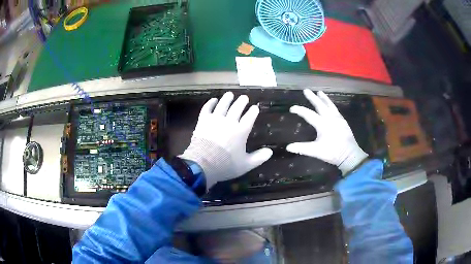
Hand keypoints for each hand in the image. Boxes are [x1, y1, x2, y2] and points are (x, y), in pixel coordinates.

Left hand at [180, 92, 272, 188]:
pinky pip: (207, 108)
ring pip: (223, 105)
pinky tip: (214, 100)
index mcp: (241, 131)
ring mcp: (215, 119)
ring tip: (230, 94)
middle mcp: (229, 122)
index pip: (249, 117)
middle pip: (237, 107)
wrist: (203, 164)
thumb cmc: (226, 165)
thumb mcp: (246, 165)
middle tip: (244, 97)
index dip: (253, 111)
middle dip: (242, 101)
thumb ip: (259, 158)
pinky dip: (210, 103)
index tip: (255, 107)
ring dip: (227, 99)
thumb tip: (270, 152)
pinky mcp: (203, 120)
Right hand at [286, 89, 367, 174]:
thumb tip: (288, 147)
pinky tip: (330, 104)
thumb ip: (302, 148)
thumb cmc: (332, 152)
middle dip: (312, 97)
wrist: (349, 154)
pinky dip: (331, 104)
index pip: (308, 114)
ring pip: (329, 105)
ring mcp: (338, 119)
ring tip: (319, 92)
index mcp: (322, 124)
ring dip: (324, 98)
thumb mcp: (316, 151)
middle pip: (320, 105)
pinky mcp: (343, 121)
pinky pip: (335, 109)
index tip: (291, 108)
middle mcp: (330, 118)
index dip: (299, 110)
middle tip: (306, 90)